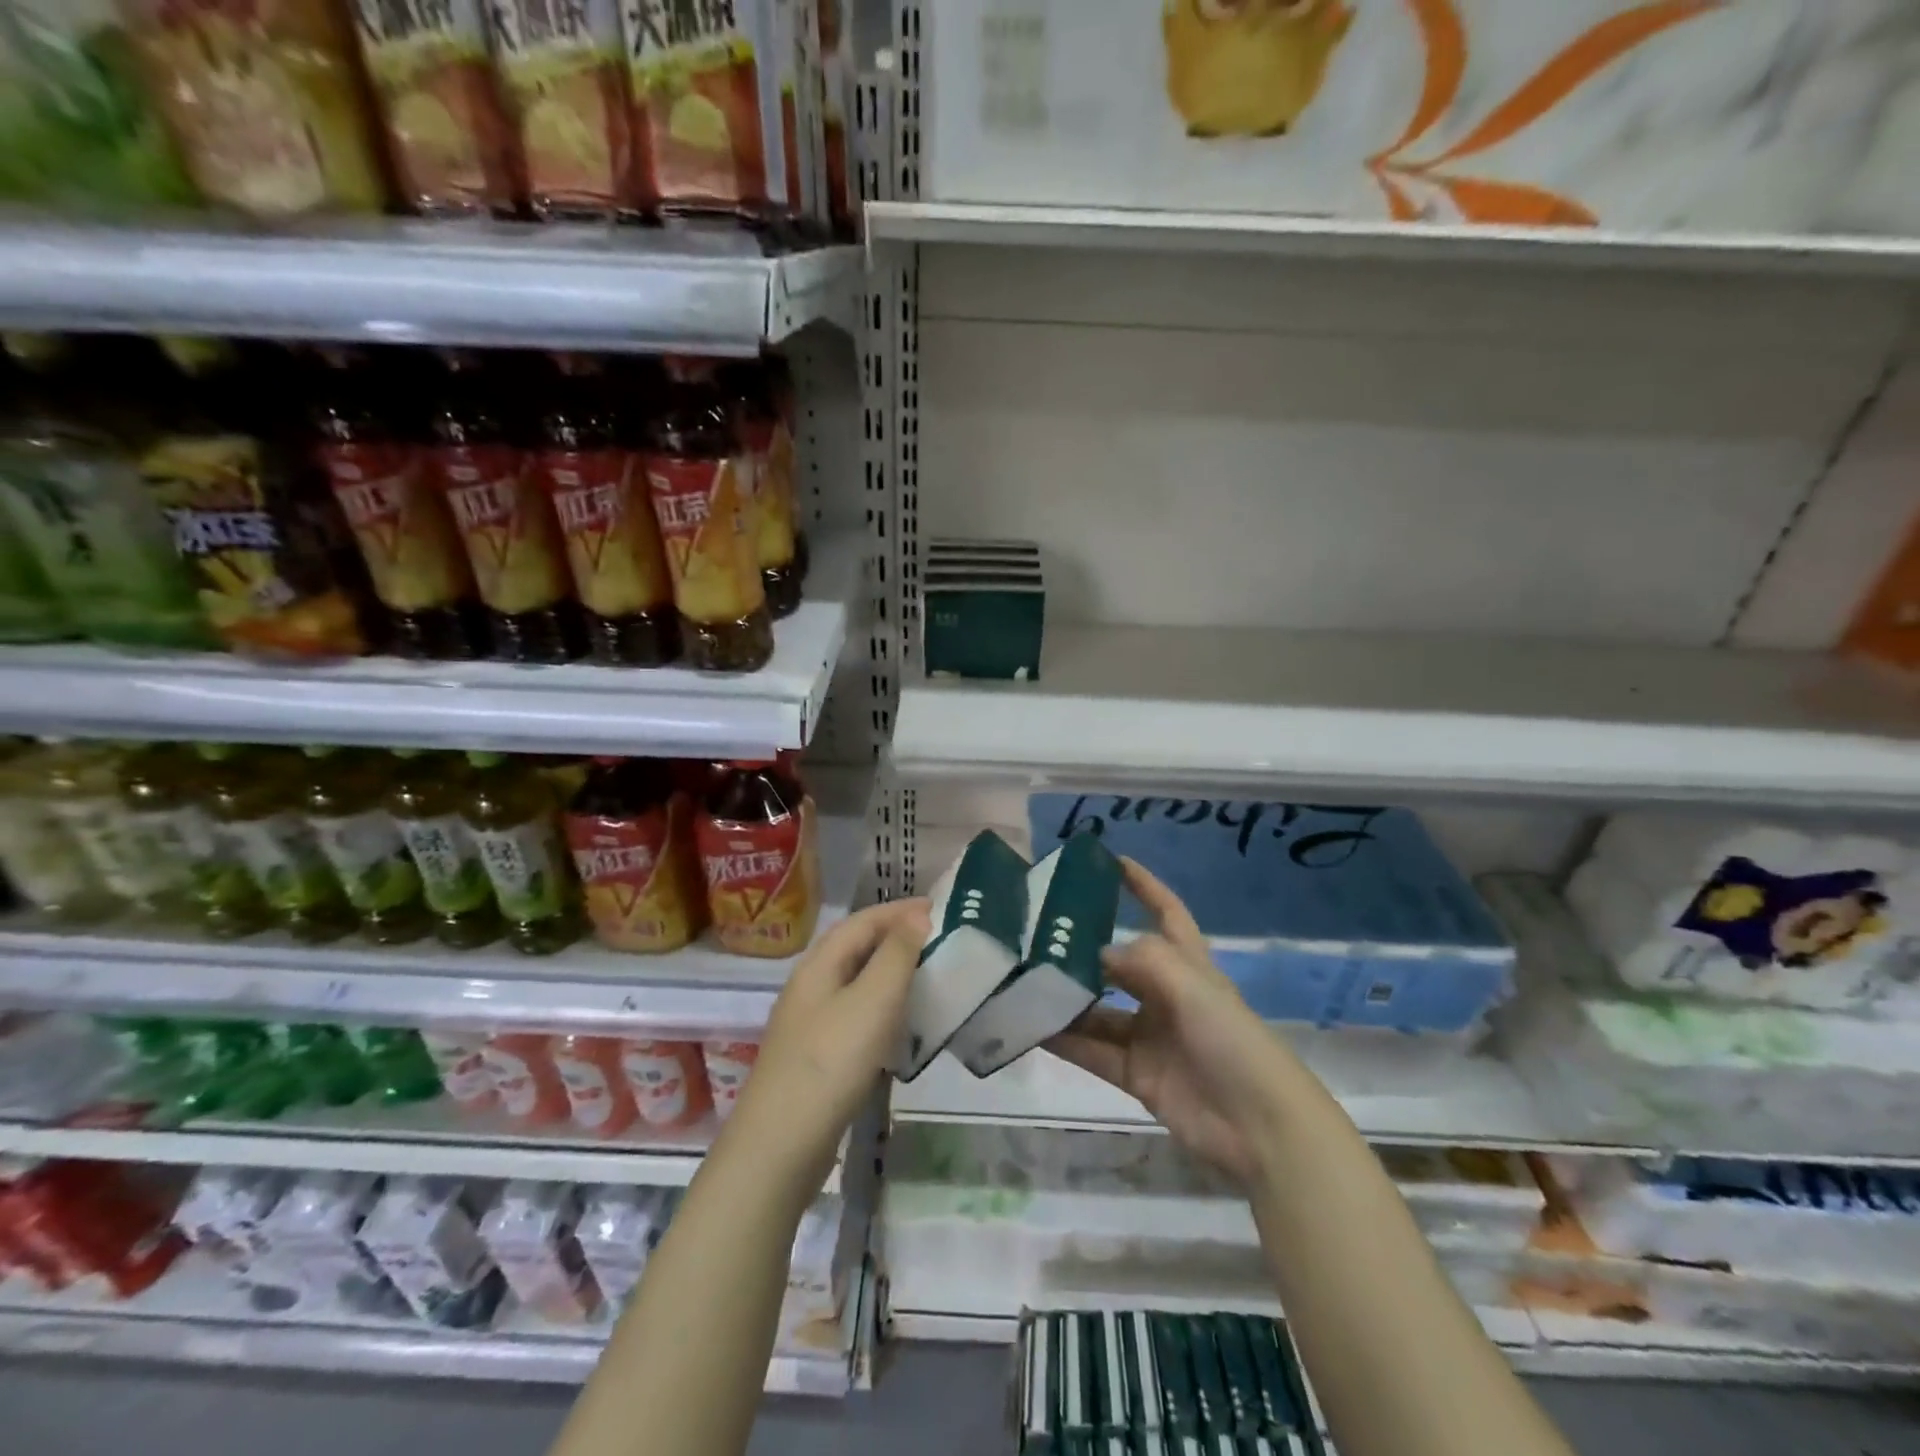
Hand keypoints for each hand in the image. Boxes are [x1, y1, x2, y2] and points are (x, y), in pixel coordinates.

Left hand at [723, 898, 930, 1196]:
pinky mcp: (816, 1056)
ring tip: (925, 974)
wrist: (780, 1146)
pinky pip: (854, 1013)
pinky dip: (881, 1005)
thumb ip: (896, 955)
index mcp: (819, 964)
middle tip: (937, 937)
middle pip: (855, 947)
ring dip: (889, 970)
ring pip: (854, 981)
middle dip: (894, 935)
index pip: (863, 920)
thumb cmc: (830, 1062)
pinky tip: (899, 1024)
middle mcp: (810, 986)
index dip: (900, 910)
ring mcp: (809, 1023)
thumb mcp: (872, 1000)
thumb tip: (917, 915)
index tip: (940, 907)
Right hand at [1045, 859, 1297, 1185]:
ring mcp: (1150, 1036)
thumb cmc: (1232, 1041)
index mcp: (1188, 965)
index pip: (1165, 912)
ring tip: (1023, 983)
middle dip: (1083, 951)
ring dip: (1066, 1000)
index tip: (1111, 861)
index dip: (1144, 886)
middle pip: (1119, 964)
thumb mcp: (1193, 986)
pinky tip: (1031, 1028)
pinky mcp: (1136, 1074)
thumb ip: (1142, 960)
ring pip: (1098, 1010)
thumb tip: (1096, 953)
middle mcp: (1166, 995)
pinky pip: (1092, 1050)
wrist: (1260, 1127)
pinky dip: (1064, 1040)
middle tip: (1035, 936)